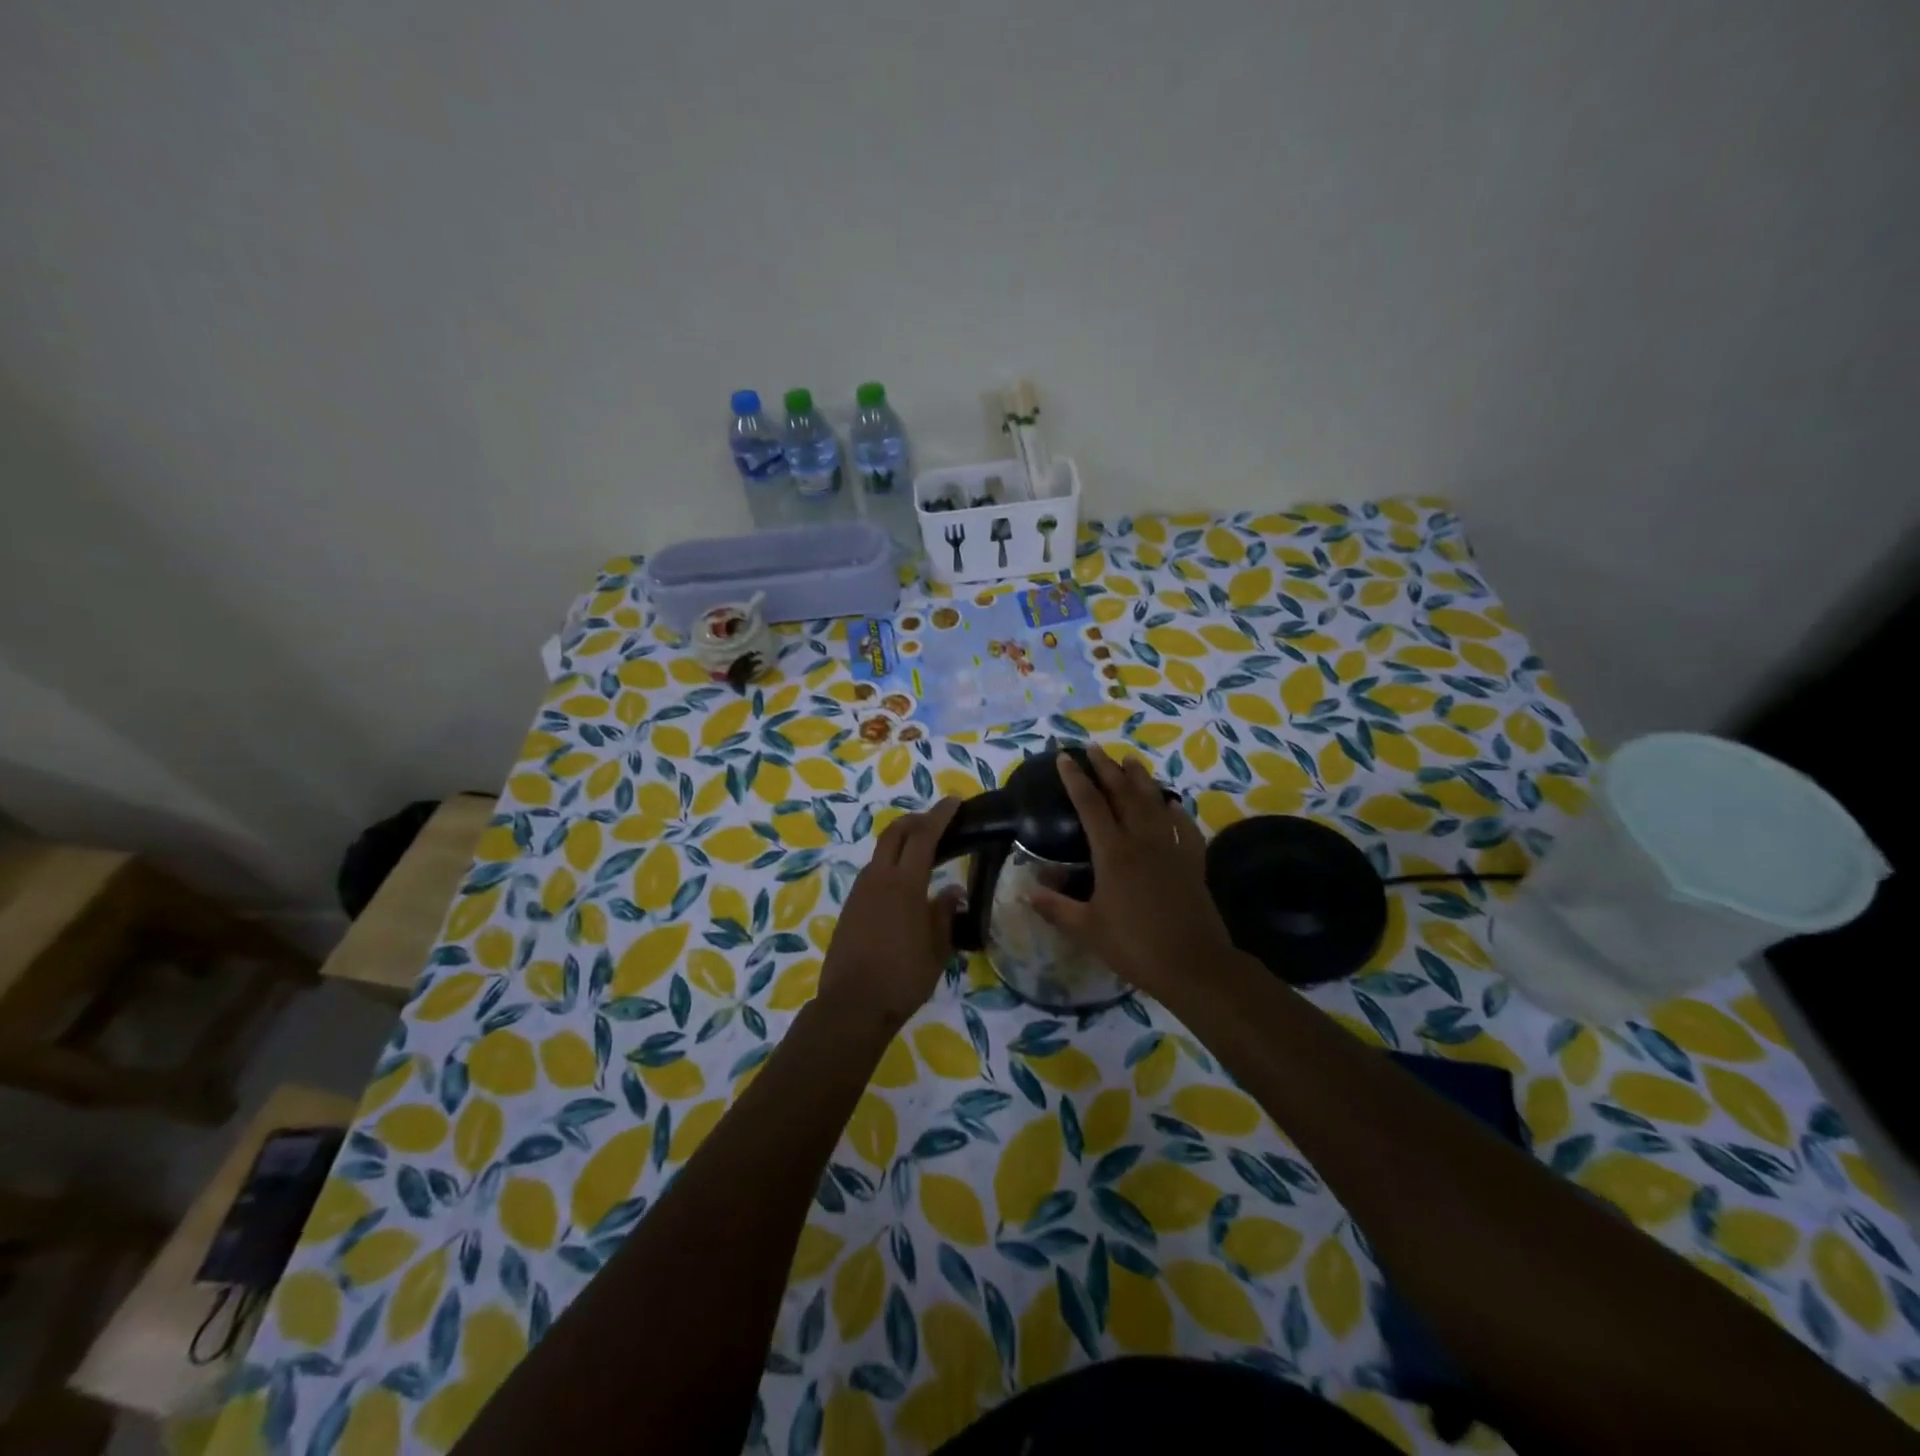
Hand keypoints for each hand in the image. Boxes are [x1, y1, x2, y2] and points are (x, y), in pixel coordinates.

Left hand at [817, 797, 963, 1029]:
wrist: (852, 1005)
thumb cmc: (903, 977)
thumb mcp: (936, 949)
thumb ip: (944, 914)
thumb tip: (953, 891)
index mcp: (904, 884)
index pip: (923, 836)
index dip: (939, 815)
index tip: (954, 802)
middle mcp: (878, 878)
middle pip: (894, 833)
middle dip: (916, 820)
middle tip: (937, 822)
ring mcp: (860, 892)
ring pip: (880, 852)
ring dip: (901, 842)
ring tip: (923, 852)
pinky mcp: (850, 907)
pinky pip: (873, 873)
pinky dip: (890, 864)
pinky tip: (903, 884)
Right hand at [1030, 748, 1236, 1003]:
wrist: (1192, 964)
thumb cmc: (1134, 945)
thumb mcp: (1087, 929)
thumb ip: (1056, 907)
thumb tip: (1026, 892)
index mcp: (1113, 852)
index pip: (1090, 804)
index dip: (1076, 779)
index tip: (1064, 757)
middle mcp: (1142, 840)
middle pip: (1123, 794)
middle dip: (1106, 768)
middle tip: (1094, 747)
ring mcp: (1170, 848)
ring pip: (1154, 802)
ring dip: (1140, 779)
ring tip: (1130, 760)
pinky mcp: (1192, 862)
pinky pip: (1184, 827)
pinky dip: (1176, 811)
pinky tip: (1172, 803)